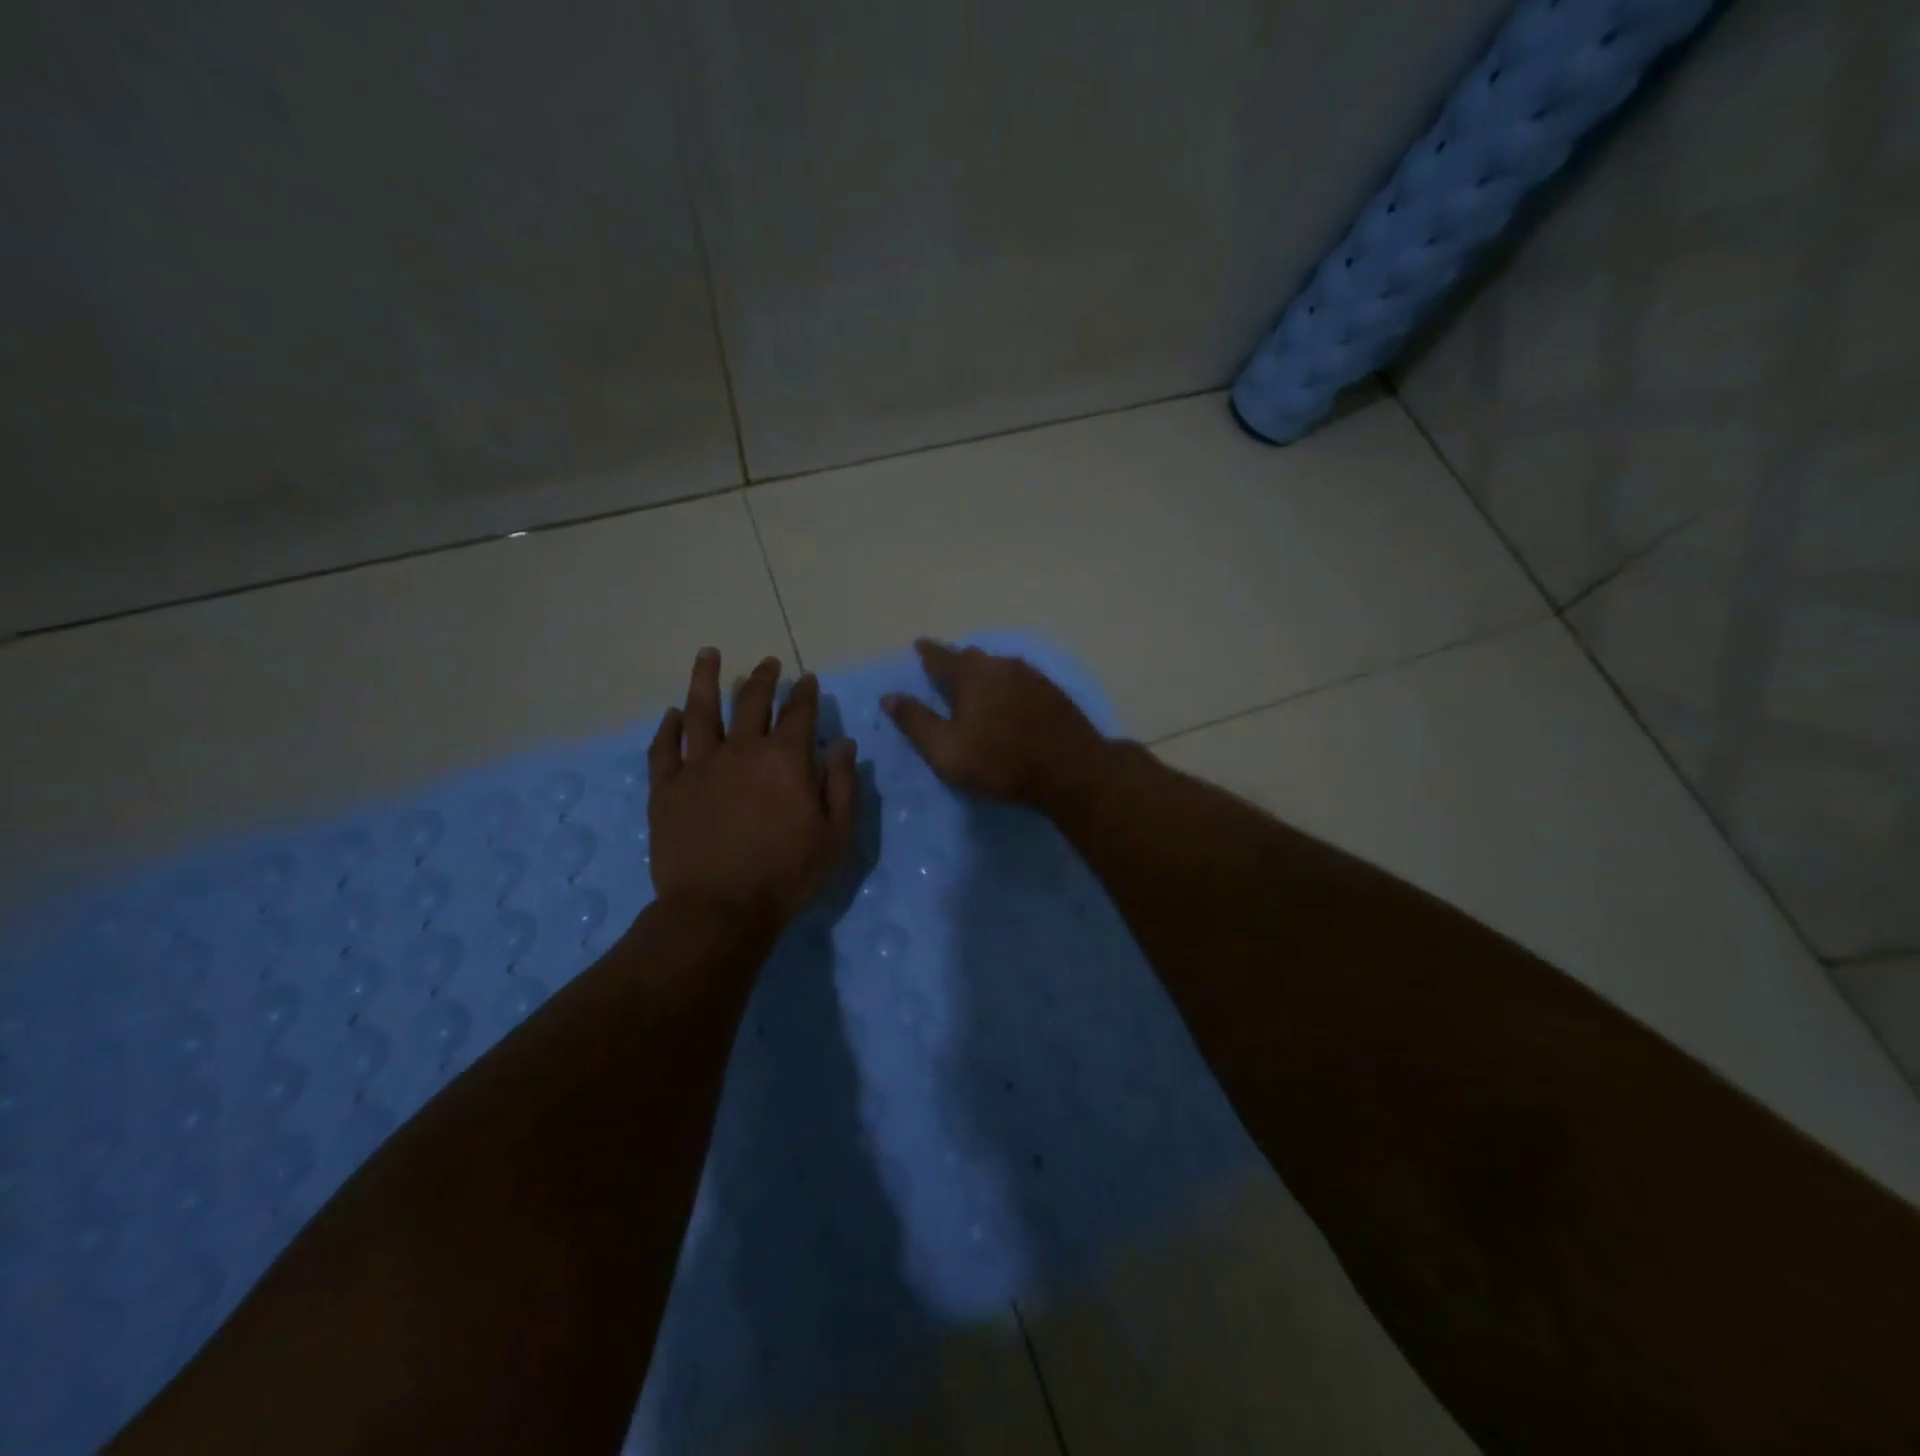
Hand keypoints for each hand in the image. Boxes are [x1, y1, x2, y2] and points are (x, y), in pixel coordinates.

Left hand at [648, 649, 857, 925]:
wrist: (719, 909)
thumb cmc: (787, 875)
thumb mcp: (837, 836)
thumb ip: (843, 785)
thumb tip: (844, 744)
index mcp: (785, 759)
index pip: (799, 712)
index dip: (805, 692)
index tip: (808, 679)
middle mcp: (741, 750)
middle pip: (750, 700)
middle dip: (762, 678)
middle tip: (767, 664)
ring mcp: (699, 765)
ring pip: (700, 710)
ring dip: (705, 679)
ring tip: (709, 655)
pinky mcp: (666, 787)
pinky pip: (664, 747)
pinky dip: (668, 727)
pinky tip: (672, 714)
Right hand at [882, 640, 1108, 808]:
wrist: (1070, 769)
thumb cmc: (1000, 762)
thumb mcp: (946, 750)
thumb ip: (916, 722)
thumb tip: (889, 696)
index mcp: (971, 676)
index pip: (941, 657)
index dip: (927, 651)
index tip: (919, 644)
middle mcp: (1001, 666)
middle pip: (973, 657)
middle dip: (956, 660)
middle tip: (946, 667)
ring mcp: (1031, 676)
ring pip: (999, 666)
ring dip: (984, 671)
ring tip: (977, 682)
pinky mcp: (1053, 692)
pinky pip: (1021, 678)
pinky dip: (1007, 683)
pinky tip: (1010, 695)